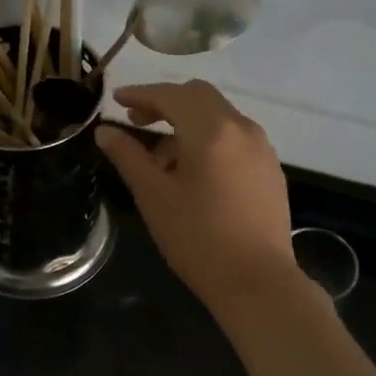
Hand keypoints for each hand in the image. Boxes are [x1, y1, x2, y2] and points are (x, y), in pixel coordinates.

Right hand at [94, 80, 299, 318]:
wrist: (257, 281)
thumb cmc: (198, 238)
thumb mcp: (154, 196)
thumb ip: (128, 156)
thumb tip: (105, 131)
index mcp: (212, 130)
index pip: (171, 95)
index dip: (141, 94)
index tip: (117, 99)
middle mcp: (242, 128)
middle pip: (200, 97)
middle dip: (166, 103)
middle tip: (137, 122)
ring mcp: (262, 148)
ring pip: (220, 117)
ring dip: (188, 123)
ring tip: (162, 159)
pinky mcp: (271, 169)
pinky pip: (235, 138)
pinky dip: (210, 140)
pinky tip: (195, 173)